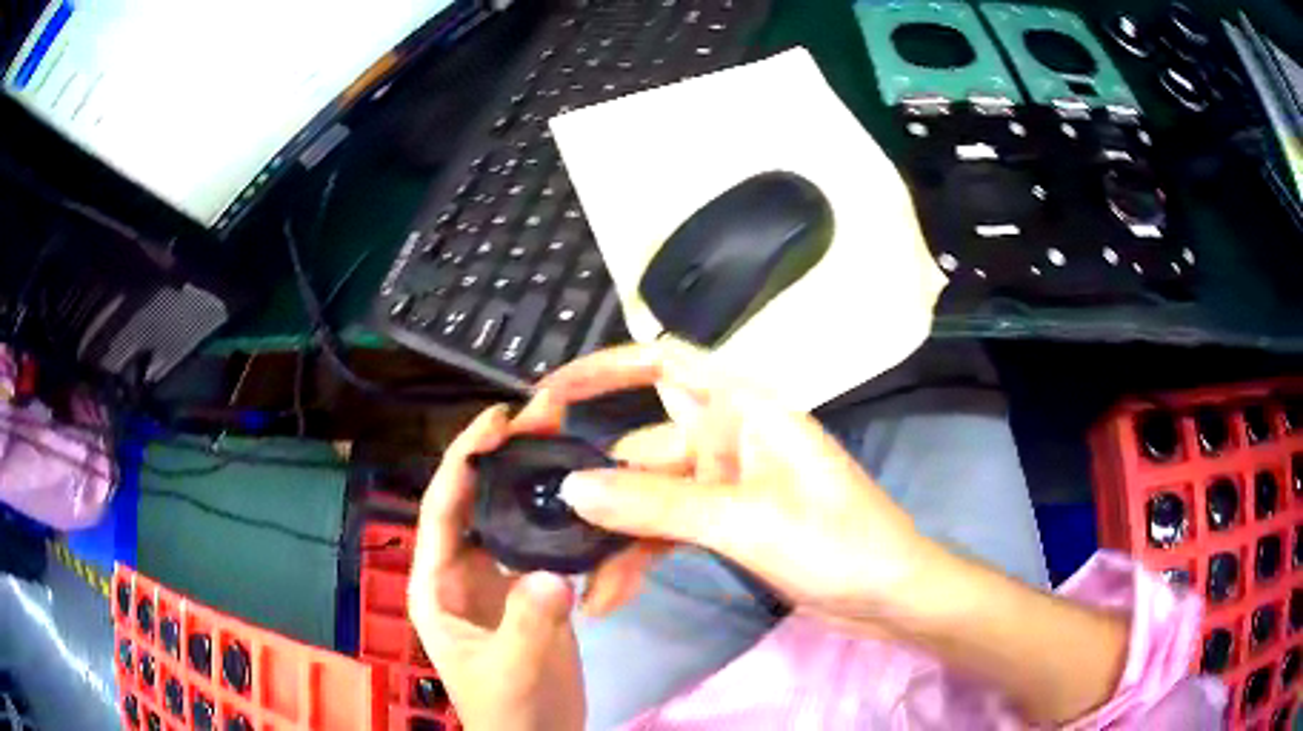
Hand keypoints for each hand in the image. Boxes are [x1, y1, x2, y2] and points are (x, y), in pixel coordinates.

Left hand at [407, 406, 583, 730]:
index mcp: (437, 584)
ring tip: (559, 435)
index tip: (496, 419)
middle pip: (474, 500)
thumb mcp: (513, 671)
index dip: (464, 460)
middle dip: (500, 454)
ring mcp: (494, 579)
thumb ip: (528, 625)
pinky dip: (550, 509)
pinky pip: (534, 538)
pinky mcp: (526, 589)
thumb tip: (553, 573)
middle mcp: (459, 571)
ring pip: (505, 514)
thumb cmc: (511, 711)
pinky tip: (576, 489)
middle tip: (540, 412)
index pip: (442, 510)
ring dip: (526, 474)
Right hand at [514, 337, 934, 624]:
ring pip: (651, 499)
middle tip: (546, 523)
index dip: (603, 368)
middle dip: (598, 486)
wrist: (888, 595)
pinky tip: (614, 593)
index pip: (664, 362)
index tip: (548, 395)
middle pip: (643, 447)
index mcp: (743, 408)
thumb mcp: (744, 520)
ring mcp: (726, 484)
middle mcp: (728, 437)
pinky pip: (669, 530)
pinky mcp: (728, 524)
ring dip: (618, 539)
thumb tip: (573, 489)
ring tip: (585, 586)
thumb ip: (656, 504)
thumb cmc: (836, 541)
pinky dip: (642, 557)